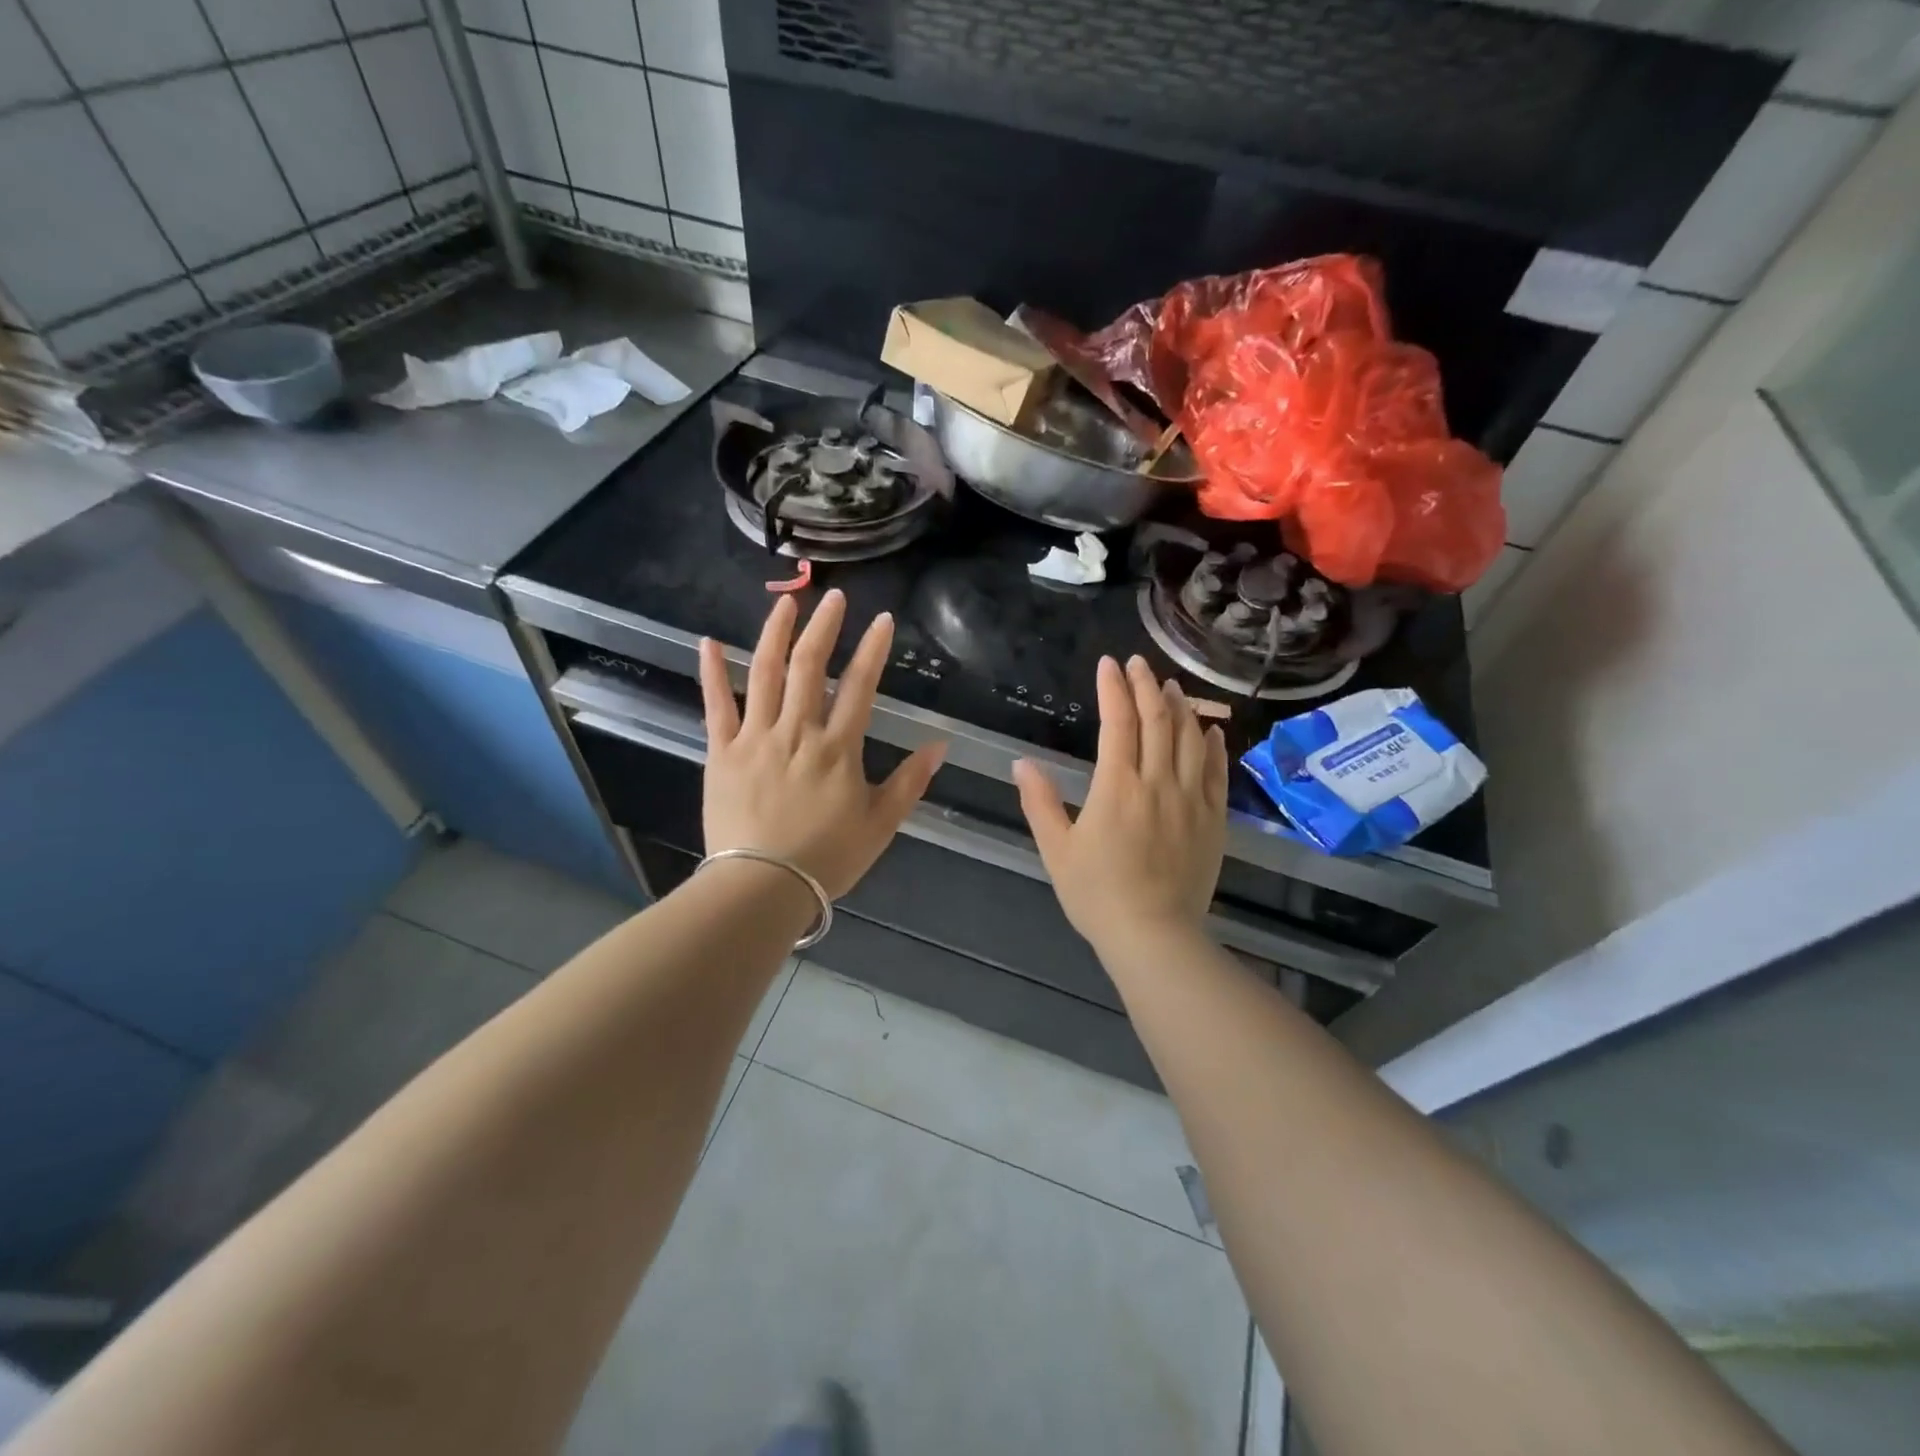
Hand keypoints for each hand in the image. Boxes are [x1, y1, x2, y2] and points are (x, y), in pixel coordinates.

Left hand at [699, 590, 946, 898]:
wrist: (762, 886)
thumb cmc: (827, 858)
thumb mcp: (881, 824)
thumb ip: (910, 782)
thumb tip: (939, 745)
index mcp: (838, 748)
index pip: (860, 686)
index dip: (873, 650)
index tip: (882, 619)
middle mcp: (797, 731)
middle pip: (811, 667)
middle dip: (824, 627)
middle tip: (834, 597)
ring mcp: (755, 738)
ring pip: (765, 674)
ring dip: (776, 634)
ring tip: (786, 602)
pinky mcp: (721, 752)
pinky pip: (715, 705)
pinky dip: (711, 672)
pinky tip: (709, 641)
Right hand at [1013, 655, 1227, 950]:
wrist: (1154, 935)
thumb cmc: (1097, 895)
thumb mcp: (1057, 850)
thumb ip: (1040, 803)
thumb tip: (1021, 764)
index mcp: (1117, 787)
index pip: (1118, 723)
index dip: (1113, 689)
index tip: (1109, 664)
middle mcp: (1158, 783)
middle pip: (1157, 721)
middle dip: (1146, 685)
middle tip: (1139, 663)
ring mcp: (1192, 799)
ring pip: (1189, 739)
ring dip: (1180, 707)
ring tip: (1170, 687)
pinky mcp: (1214, 819)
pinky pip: (1217, 771)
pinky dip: (1212, 744)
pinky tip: (1208, 729)